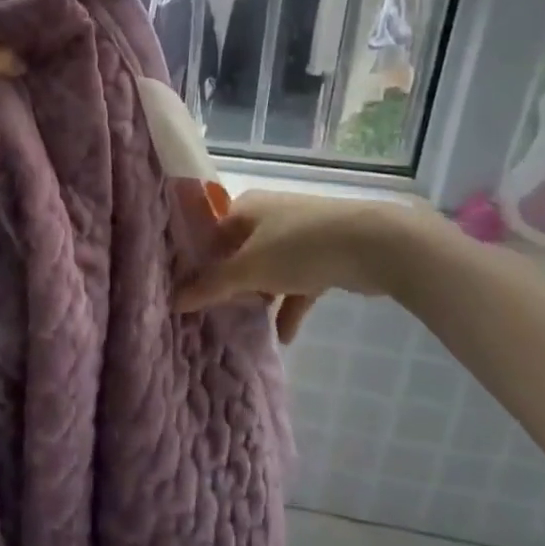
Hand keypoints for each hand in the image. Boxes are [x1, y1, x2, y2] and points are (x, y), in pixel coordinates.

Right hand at [175, 190, 440, 342]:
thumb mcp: (249, 268)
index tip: (187, 291)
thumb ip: (212, 285)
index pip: (211, 233)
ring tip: (246, 327)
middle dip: (230, 283)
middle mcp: (269, 216)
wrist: (370, 244)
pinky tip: (285, 337)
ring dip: (260, 297)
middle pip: (239, 252)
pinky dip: (290, 307)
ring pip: (269, 270)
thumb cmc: (299, 247)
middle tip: (213, 313)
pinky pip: (297, 284)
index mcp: (246, 208)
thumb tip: (174, 299)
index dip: (198, 261)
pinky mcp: (324, 257)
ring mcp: (298, 236)